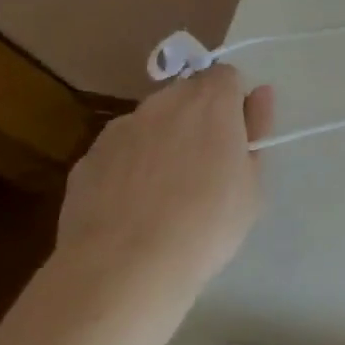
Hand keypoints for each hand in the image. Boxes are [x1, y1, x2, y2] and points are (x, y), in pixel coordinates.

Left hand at [42, 65, 271, 334]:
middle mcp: (162, 104)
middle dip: (199, 117)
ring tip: (167, 190)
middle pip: (186, 93)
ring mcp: (118, 130)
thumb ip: (256, 130)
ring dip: (163, 139)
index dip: (234, 101)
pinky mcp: (86, 160)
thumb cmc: (207, 224)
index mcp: (210, 103)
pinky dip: (130, 166)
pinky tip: (134, 206)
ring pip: (150, 122)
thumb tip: (258, 94)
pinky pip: (119, 152)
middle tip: (208, 163)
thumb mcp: (252, 182)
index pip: (225, 75)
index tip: (237, 135)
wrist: (124, 270)